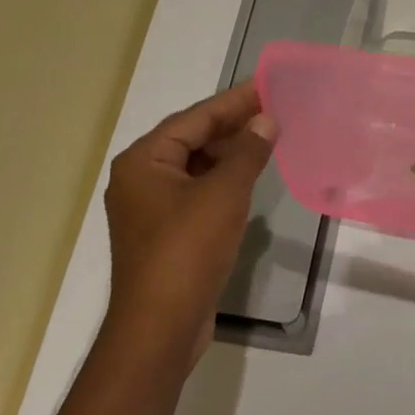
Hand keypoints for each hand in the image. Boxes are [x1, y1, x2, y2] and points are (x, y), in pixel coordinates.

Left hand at [103, 81, 274, 375]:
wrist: (160, 327)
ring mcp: (151, 209)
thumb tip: (266, 120)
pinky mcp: (165, 233)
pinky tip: (250, 178)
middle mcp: (140, 179)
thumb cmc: (188, 250)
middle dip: (233, 126)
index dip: (233, 102)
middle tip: (274, 110)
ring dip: (230, 154)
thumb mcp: (224, 193)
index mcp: (144, 161)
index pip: (195, 119)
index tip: (267, 86)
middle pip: (192, 139)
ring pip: (196, 167)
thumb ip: (247, 151)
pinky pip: (197, 192)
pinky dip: (223, 181)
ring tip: (268, 139)